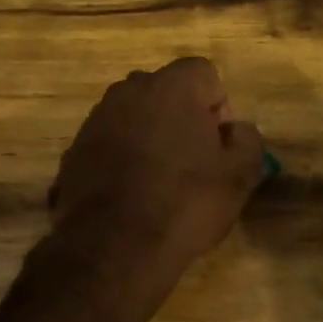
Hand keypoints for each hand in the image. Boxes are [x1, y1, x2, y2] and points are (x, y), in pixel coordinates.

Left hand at [52, 57, 265, 271]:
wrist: (112, 248)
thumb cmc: (184, 203)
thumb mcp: (239, 177)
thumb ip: (248, 141)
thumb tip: (238, 130)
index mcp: (172, 86)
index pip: (204, 73)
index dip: (218, 106)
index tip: (218, 144)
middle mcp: (130, 90)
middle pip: (167, 91)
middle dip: (183, 117)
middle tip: (194, 161)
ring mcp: (97, 118)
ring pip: (135, 115)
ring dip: (150, 136)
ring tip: (160, 181)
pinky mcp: (74, 148)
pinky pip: (110, 140)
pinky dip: (122, 157)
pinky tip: (131, 194)